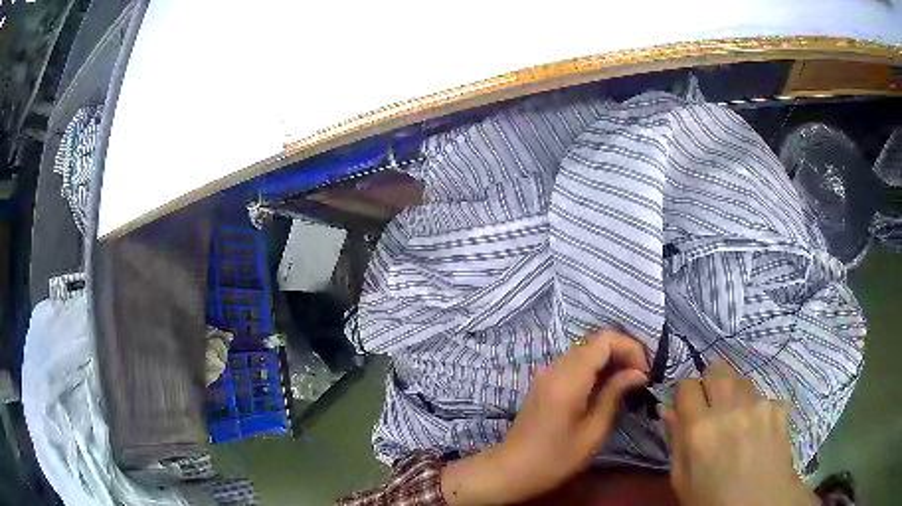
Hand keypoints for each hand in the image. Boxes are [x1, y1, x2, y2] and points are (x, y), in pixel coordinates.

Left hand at [441, 329, 648, 504]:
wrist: (511, 470)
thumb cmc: (555, 459)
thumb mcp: (593, 432)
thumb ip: (615, 395)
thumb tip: (638, 373)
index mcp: (569, 378)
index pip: (605, 339)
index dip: (631, 348)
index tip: (644, 373)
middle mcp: (556, 367)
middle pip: (596, 342)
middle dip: (623, 353)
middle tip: (640, 379)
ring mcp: (547, 373)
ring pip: (586, 351)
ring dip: (610, 361)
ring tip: (627, 385)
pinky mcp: (544, 382)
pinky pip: (575, 364)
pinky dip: (595, 369)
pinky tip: (605, 390)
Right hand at [664, 361, 818, 505]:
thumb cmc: (711, 499)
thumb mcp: (682, 479)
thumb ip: (676, 441)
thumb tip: (668, 409)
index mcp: (700, 430)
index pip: (687, 386)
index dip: (683, 392)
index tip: (684, 403)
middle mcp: (730, 410)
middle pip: (718, 370)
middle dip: (710, 381)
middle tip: (711, 403)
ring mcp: (758, 406)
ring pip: (742, 381)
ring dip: (734, 393)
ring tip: (737, 417)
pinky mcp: (778, 409)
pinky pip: (763, 398)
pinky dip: (757, 410)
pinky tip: (758, 431)